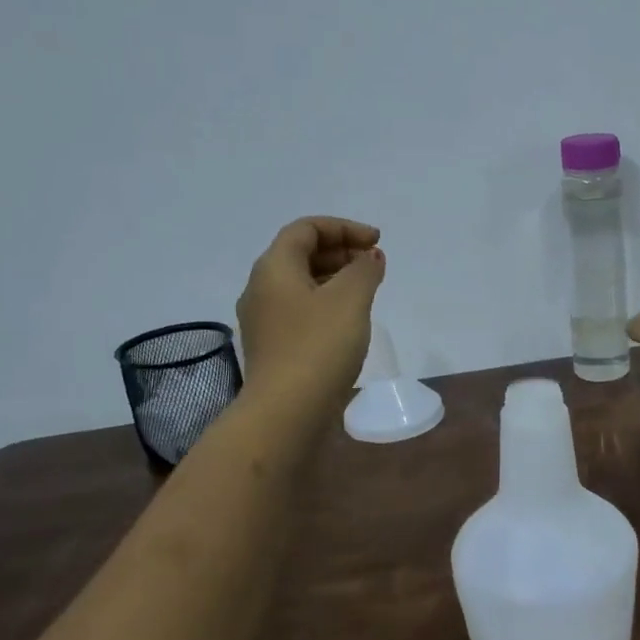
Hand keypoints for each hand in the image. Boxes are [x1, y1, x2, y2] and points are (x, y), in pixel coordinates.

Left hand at [236, 217, 385, 398]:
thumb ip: (364, 270)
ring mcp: (264, 320)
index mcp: (274, 268)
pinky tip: (349, 320)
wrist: (286, 411)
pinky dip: (327, 302)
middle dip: (341, 251)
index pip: (306, 229)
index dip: (344, 228)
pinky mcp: (273, 346)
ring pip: (301, 283)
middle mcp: (261, 288)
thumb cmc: (318, 346)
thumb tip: (370, 257)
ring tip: (368, 290)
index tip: (377, 242)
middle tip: (374, 264)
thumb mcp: (350, 299)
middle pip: (300, 253)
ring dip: (335, 278)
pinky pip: (301, 309)